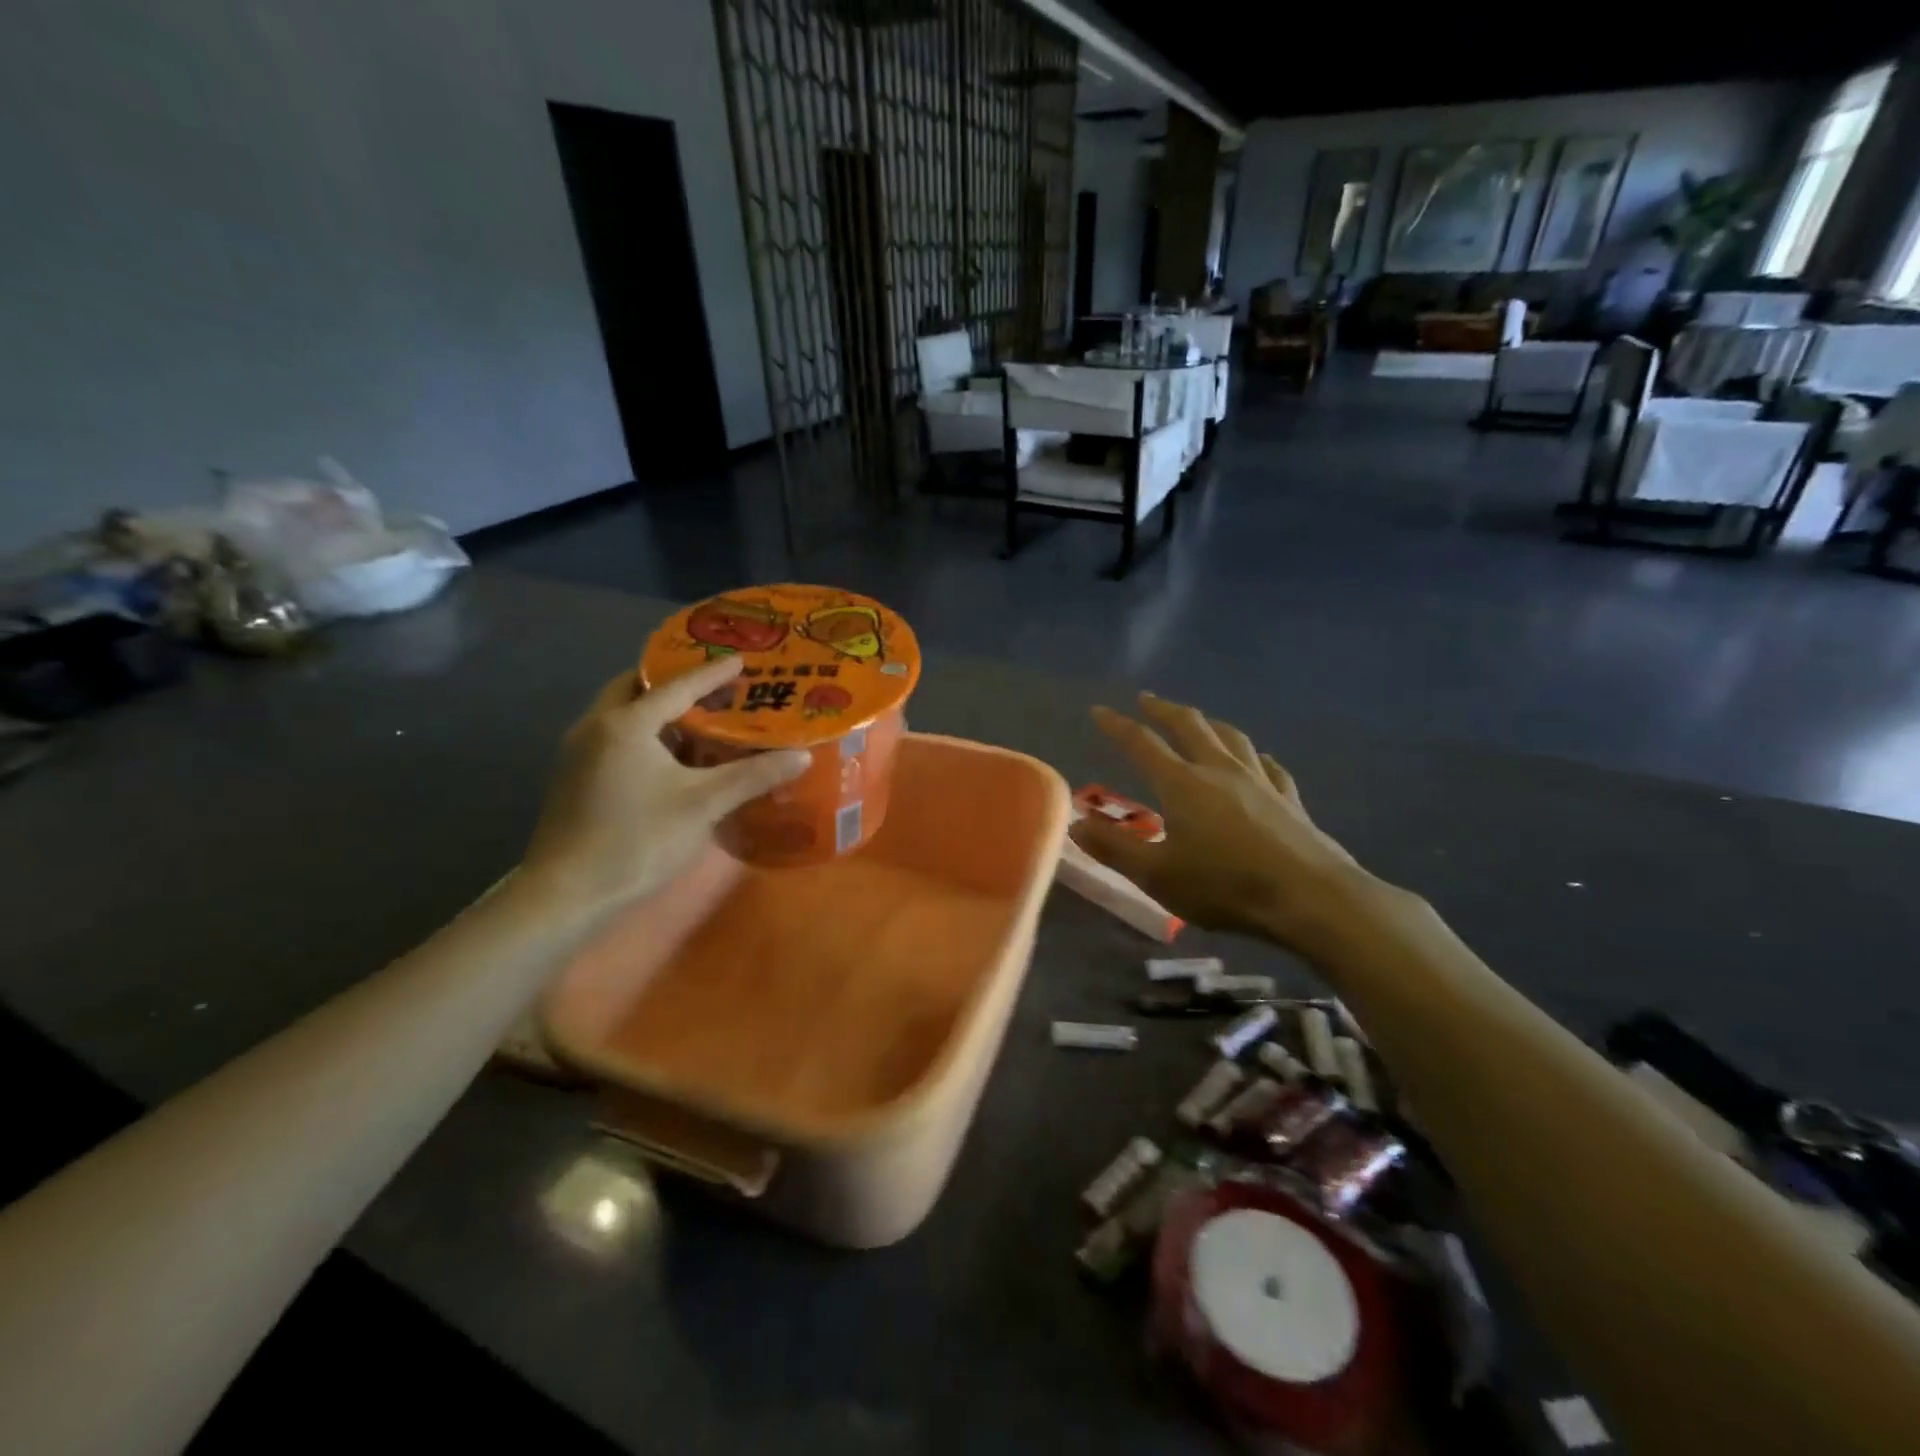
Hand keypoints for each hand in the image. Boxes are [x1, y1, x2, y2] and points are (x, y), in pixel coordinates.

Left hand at [519, 659, 808, 920]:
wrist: (567, 895)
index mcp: (626, 724)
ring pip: (622, 714)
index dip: (712, 674)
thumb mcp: (703, 805)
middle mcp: (596, 727)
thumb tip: (802, 756)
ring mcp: (579, 753)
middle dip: (674, 683)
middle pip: (637, 689)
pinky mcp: (575, 778)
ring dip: (657, 710)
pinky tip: (670, 758)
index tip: (741, 661)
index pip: (677, 686)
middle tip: (713, 688)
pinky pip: (614, 737)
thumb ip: (753, 775)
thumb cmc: (638, 840)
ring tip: (698, 719)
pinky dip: (644, 734)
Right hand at [1071, 692, 1385, 957]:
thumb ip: (1114, 848)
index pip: (1142, 744)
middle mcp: (1219, 771)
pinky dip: (1254, 756)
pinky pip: (1268, 766)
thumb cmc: (1226, 886)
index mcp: (1182, 784)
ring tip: (1198, 719)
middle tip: (1147, 699)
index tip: (1099, 710)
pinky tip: (1257, 760)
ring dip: (1208, 723)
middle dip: (1164, 710)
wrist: (1311, 898)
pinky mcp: (1290, 799)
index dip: (1117, 726)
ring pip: (1231, 737)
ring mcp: (1260, 781)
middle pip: (1189, 726)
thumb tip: (1076, 823)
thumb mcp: (1157, 875)